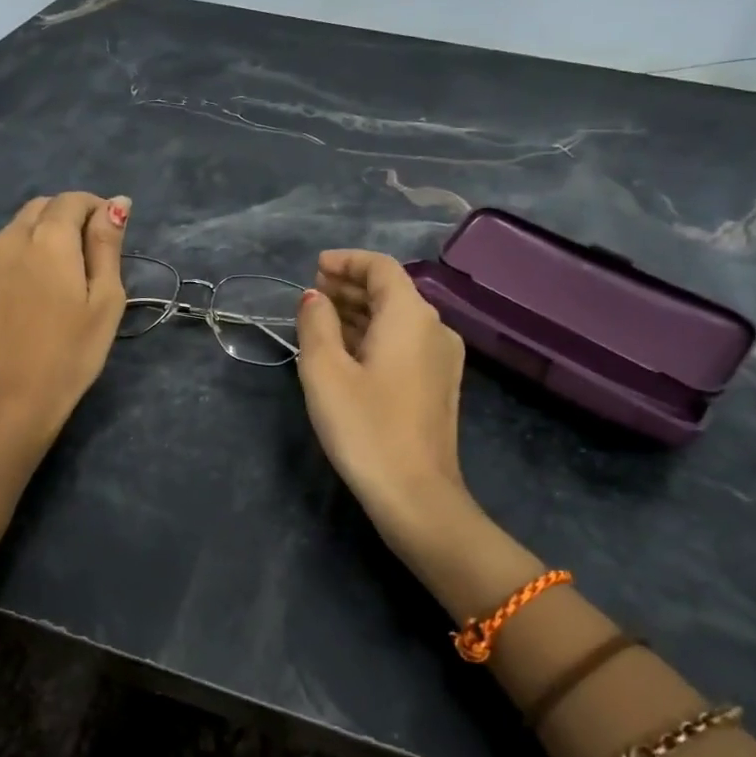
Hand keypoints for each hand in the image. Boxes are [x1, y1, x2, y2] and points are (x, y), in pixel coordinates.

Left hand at [0, 192, 129, 439]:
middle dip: (69, 218)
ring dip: (44, 235)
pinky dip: (24, 256)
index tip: (112, 236)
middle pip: (43, 207)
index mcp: (48, 237)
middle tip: (91, 256)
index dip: (97, 209)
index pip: (74, 200)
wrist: (9, 397)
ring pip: (20, 228)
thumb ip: (107, 244)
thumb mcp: (105, 298)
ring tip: (64, 276)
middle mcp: (11, 237)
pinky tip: (36, 292)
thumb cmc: (70, 351)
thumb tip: (117, 203)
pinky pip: (4, 253)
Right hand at [295, 249, 473, 545]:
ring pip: (399, 318)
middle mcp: (435, 328)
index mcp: (410, 315)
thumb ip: (316, 323)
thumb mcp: (324, 371)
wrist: (416, 495)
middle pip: (392, 290)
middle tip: (312, 294)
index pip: (380, 267)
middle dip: (350, 285)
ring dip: (361, 312)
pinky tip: (348, 351)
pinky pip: (405, 342)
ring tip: (322, 319)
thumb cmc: (365, 427)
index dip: (346, 261)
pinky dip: (375, 335)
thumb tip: (315, 298)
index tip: (314, 268)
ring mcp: (443, 358)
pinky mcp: (440, 384)